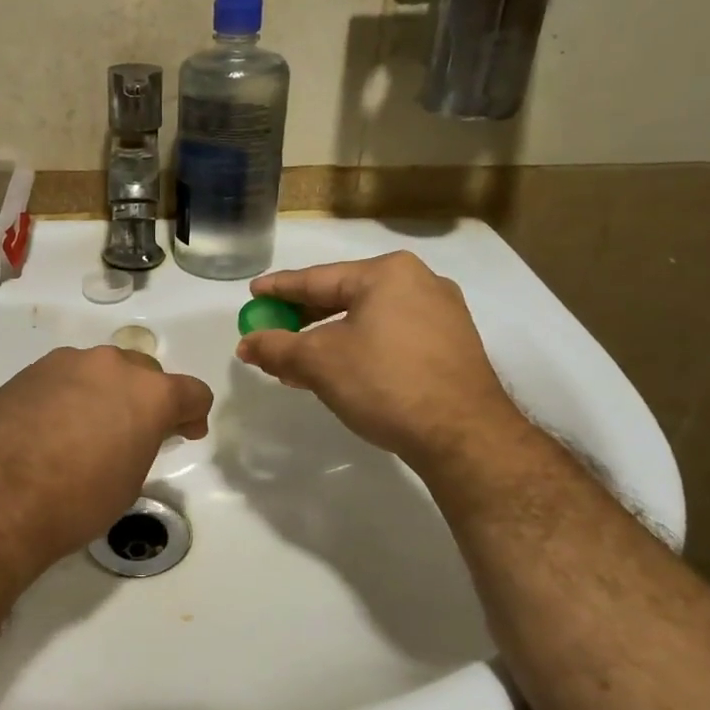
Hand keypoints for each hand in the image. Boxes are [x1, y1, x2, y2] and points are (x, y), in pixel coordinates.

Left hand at [0, 346, 212, 580]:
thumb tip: (132, 432)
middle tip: (134, 433)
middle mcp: (110, 365)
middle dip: (146, 399)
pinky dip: (67, 397)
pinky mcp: (27, 372)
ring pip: (98, 371)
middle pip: (143, 373)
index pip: (191, 391)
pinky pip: (61, 379)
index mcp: (148, 392)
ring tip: (85, 431)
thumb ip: (143, 442)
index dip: (193, 414)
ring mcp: (64, 363)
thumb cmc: (76, 501)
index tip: (185, 432)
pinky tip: (50, 429)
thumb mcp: (129, 480)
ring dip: (103, 393)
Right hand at [236, 252, 519, 470]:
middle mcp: (419, 282)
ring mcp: (441, 314)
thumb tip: (246, 344)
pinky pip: (391, 336)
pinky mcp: (451, 345)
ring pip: (368, 319)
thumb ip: (276, 347)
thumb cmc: (384, 383)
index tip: (254, 293)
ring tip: (297, 361)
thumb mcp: (318, 362)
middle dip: (303, 318)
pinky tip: (340, 370)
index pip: (318, 278)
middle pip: (344, 296)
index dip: (280, 289)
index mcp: (387, 274)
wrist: (463, 435)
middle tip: (271, 331)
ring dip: (329, 338)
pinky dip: (359, 348)